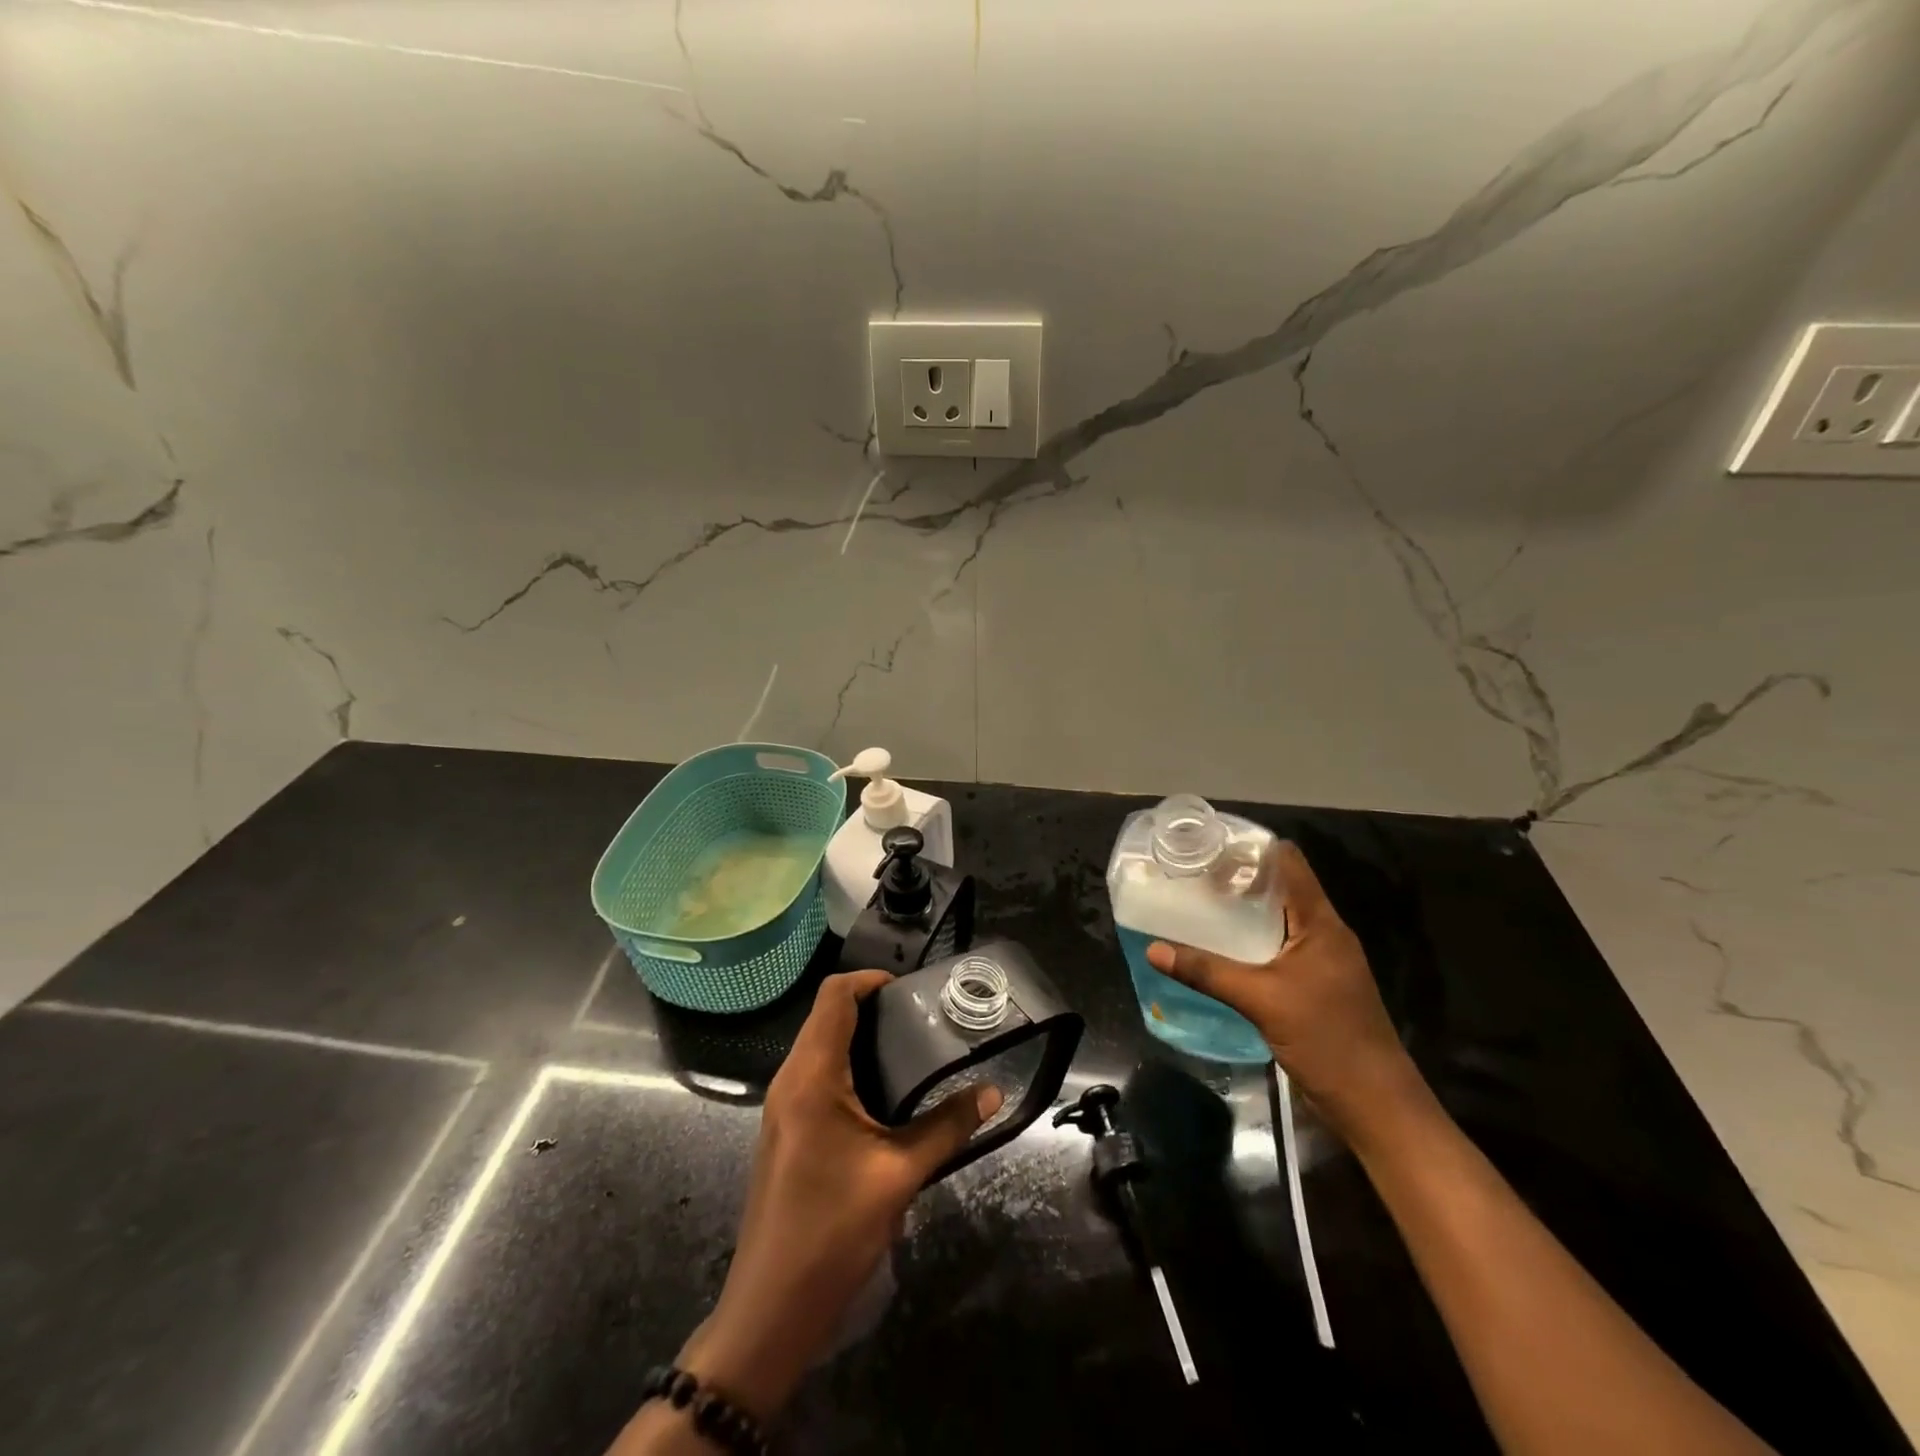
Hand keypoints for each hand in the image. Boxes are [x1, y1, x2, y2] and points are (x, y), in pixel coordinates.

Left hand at [679, 971, 1001, 1418]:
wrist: (771, 1308)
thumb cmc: (832, 1230)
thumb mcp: (899, 1174)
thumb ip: (947, 1126)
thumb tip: (992, 1092)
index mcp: (811, 1075)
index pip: (833, 996)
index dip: (870, 979)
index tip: (911, 989)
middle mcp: (790, 1079)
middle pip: (826, 1016)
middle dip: (872, 1006)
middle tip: (922, 1018)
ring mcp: (784, 1106)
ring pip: (820, 1045)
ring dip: (861, 1037)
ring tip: (912, 1049)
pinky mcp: (787, 1129)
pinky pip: (817, 1075)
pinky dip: (850, 1066)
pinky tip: (886, 1093)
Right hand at [1146, 842, 1426, 1139]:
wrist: (1376, 1105)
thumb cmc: (1327, 1040)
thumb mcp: (1261, 1000)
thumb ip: (1207, 972)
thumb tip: (1154, 949)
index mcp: (1320, 923)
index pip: (1289, 863)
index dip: (1252, 848)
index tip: (1209, 845)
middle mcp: (1322, 933)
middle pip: (1280, 888)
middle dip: (1238, 879)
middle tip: (1191, 875)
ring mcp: (1320, 961)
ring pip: (1277, 920)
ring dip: (1242, 912)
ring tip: (1197, 905)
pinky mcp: (1313, 985)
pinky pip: (1276, 948)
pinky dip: (1248, 941)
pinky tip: (1218, 949)